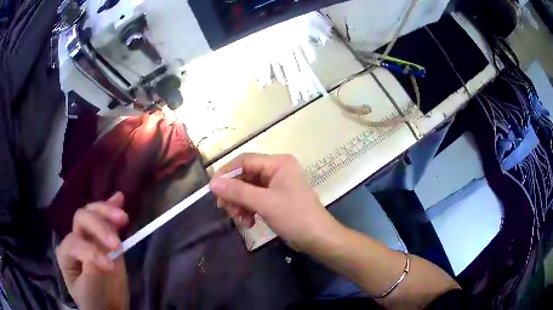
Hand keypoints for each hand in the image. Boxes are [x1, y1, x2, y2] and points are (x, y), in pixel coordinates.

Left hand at [55, 192, 129, 309]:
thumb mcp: (90, 290)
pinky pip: (107, 220)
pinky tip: (119, 199)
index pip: (74, 243)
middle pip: (82, 220)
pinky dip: (112, 208)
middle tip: (117, 243)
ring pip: (93, 214)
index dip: (90, 251)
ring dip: (107, 212)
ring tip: (123, 217)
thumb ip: (92, 271)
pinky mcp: (104, 239)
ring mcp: (90, 236)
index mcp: (65, 253)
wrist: (107, 307)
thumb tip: (103, 255)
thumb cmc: (94, 301)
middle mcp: (75, 238)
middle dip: (99, 227)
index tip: (110, 267)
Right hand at [210, 153, 342, 250]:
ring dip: (240, 204)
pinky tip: (248, 222)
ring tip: (239, 220)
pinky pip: (255, 198)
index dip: (226, 174)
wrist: (318, 238)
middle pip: (245, 175)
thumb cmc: (294, 217)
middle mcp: (277, 169)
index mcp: (278, 163)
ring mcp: (277, 184)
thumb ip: (237, 191)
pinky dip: (248, 209)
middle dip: (234, 194)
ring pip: (248, 189)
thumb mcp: (264, 203)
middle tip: (226, 209)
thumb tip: (213, 183)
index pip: (244, 160)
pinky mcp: (276, 197)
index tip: (213, 190)